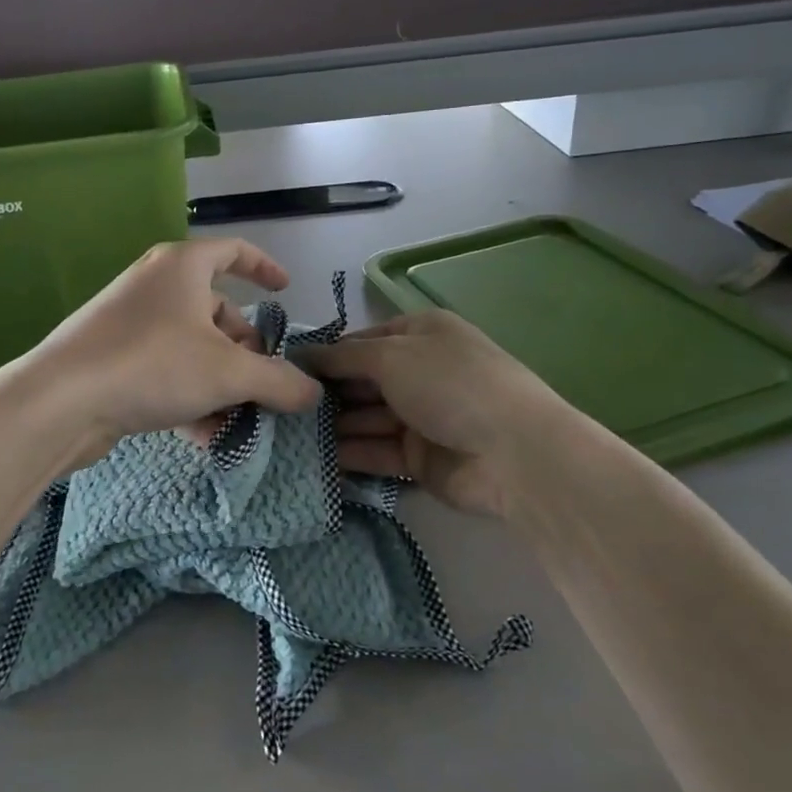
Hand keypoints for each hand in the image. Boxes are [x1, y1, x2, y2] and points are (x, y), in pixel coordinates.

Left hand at [19, 240, 320, 467]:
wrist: (60, 401)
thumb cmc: (152, 365)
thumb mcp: (229, 373)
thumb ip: (279, 382)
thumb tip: (313, 393)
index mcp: (182, 266)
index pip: (234, 251)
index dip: (264, 267)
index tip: (285, 291)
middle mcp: (155, 286)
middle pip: (217, 310)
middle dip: (246, 349)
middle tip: (263, 384)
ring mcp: (130, 322)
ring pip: (192, 347)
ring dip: (221, 381)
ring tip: (238, 419)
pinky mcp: (113, 358)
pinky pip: (165, 370)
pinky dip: (190, 395)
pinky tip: (204, 435)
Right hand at [300, 311, 571, 519]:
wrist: (513, 453)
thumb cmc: (450, 385)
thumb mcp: (392, 357)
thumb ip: (343, 357)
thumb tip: (302, 354)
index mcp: (420, 333)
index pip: (361, 340)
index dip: (325, 354)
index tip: (285, 369)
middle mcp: (419, 371)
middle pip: (361, 380)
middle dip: (324, 393)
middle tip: (279, 406)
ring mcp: (420, 416)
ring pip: (365, 417)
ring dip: (331, 425)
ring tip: (284, 434)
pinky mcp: (418, 457)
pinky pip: (375, 451)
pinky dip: (347, 454)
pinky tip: (311, 458)